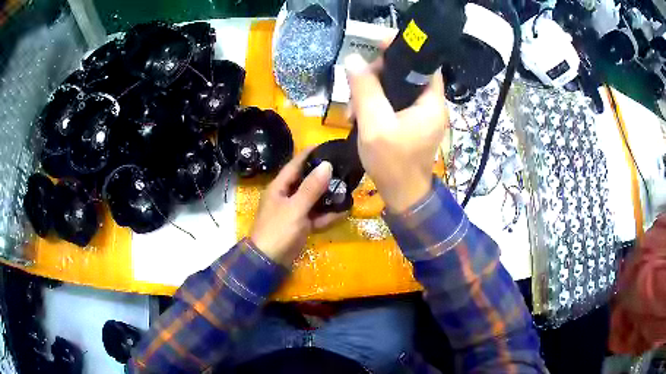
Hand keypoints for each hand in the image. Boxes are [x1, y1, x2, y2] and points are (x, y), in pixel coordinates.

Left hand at [250, 149, 345, 265]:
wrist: (269, 261)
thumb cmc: (278, 230)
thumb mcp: (295, 208)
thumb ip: (311, 188)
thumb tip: (326, 165)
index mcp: (280, 187)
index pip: (295, 165)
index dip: (309, 154)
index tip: (326, 146)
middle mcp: (287, 196)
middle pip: (307, 181)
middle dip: (324, 176)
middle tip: (344, 168)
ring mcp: (294, 212)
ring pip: (314, 199)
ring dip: (329, 196)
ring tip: (348, 188)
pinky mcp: (301, 225)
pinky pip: (316, 216)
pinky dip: (328, 215)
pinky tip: (344, 211)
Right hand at [346, 54, 448, 212]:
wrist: (401, 195)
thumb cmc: (392, 163)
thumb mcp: (375, 124)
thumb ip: (365, 90)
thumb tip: (353, 59)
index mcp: (431, 102)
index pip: (424, 63)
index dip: (403, 51)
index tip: (377, 46)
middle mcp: (430, 104)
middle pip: (407, 73)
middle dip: (379, 75)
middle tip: (356, 85)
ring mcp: (421, 114)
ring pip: (397, 88)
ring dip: (373, 91)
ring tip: (353, 108)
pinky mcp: (411, 123)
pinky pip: (394, 102)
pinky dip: (376, 104)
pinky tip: (359, 115)